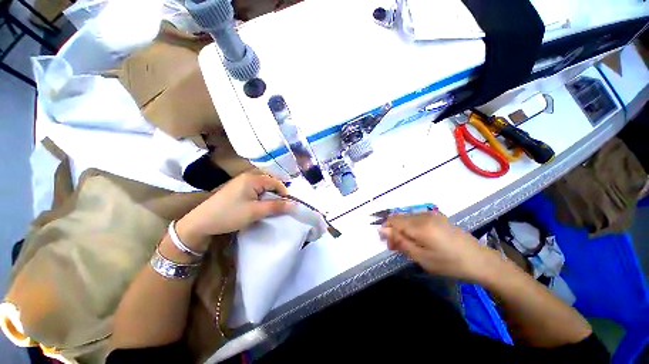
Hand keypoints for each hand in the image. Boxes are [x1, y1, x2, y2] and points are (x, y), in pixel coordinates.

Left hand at [176, 173, 294, 251]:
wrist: (201, 222)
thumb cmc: (230, 215)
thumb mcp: (256, 211)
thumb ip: (277, 207)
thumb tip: (295, 204)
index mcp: (253, 178)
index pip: (276, 182)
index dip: (284, 194)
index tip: (287, 207)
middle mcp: (248, 176)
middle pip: (270, 182)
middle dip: (277, 194)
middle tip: (279, 207)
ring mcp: (242, 181)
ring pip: (263, 186)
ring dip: (269, 196)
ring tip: (270, 207)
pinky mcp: (237, 188)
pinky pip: (255, 189)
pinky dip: (261, 196)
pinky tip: (259, 204)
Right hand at [379, 212, 498, 281]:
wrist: (480, 261)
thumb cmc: (449, 263)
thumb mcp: (421, 257)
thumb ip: (400, 242)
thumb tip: (381, 230)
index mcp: (419, 225)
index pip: (392, 220)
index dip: (387, 231)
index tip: (391, 246)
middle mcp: (423, 215)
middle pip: (399, 218)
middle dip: (395, 232)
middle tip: (400, 249)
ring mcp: (431, 214)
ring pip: (407, 218)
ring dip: (403, 230)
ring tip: (410, 245)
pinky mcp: (437, 216)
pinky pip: (417, 218)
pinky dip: (412, 228)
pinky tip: (420, 239)